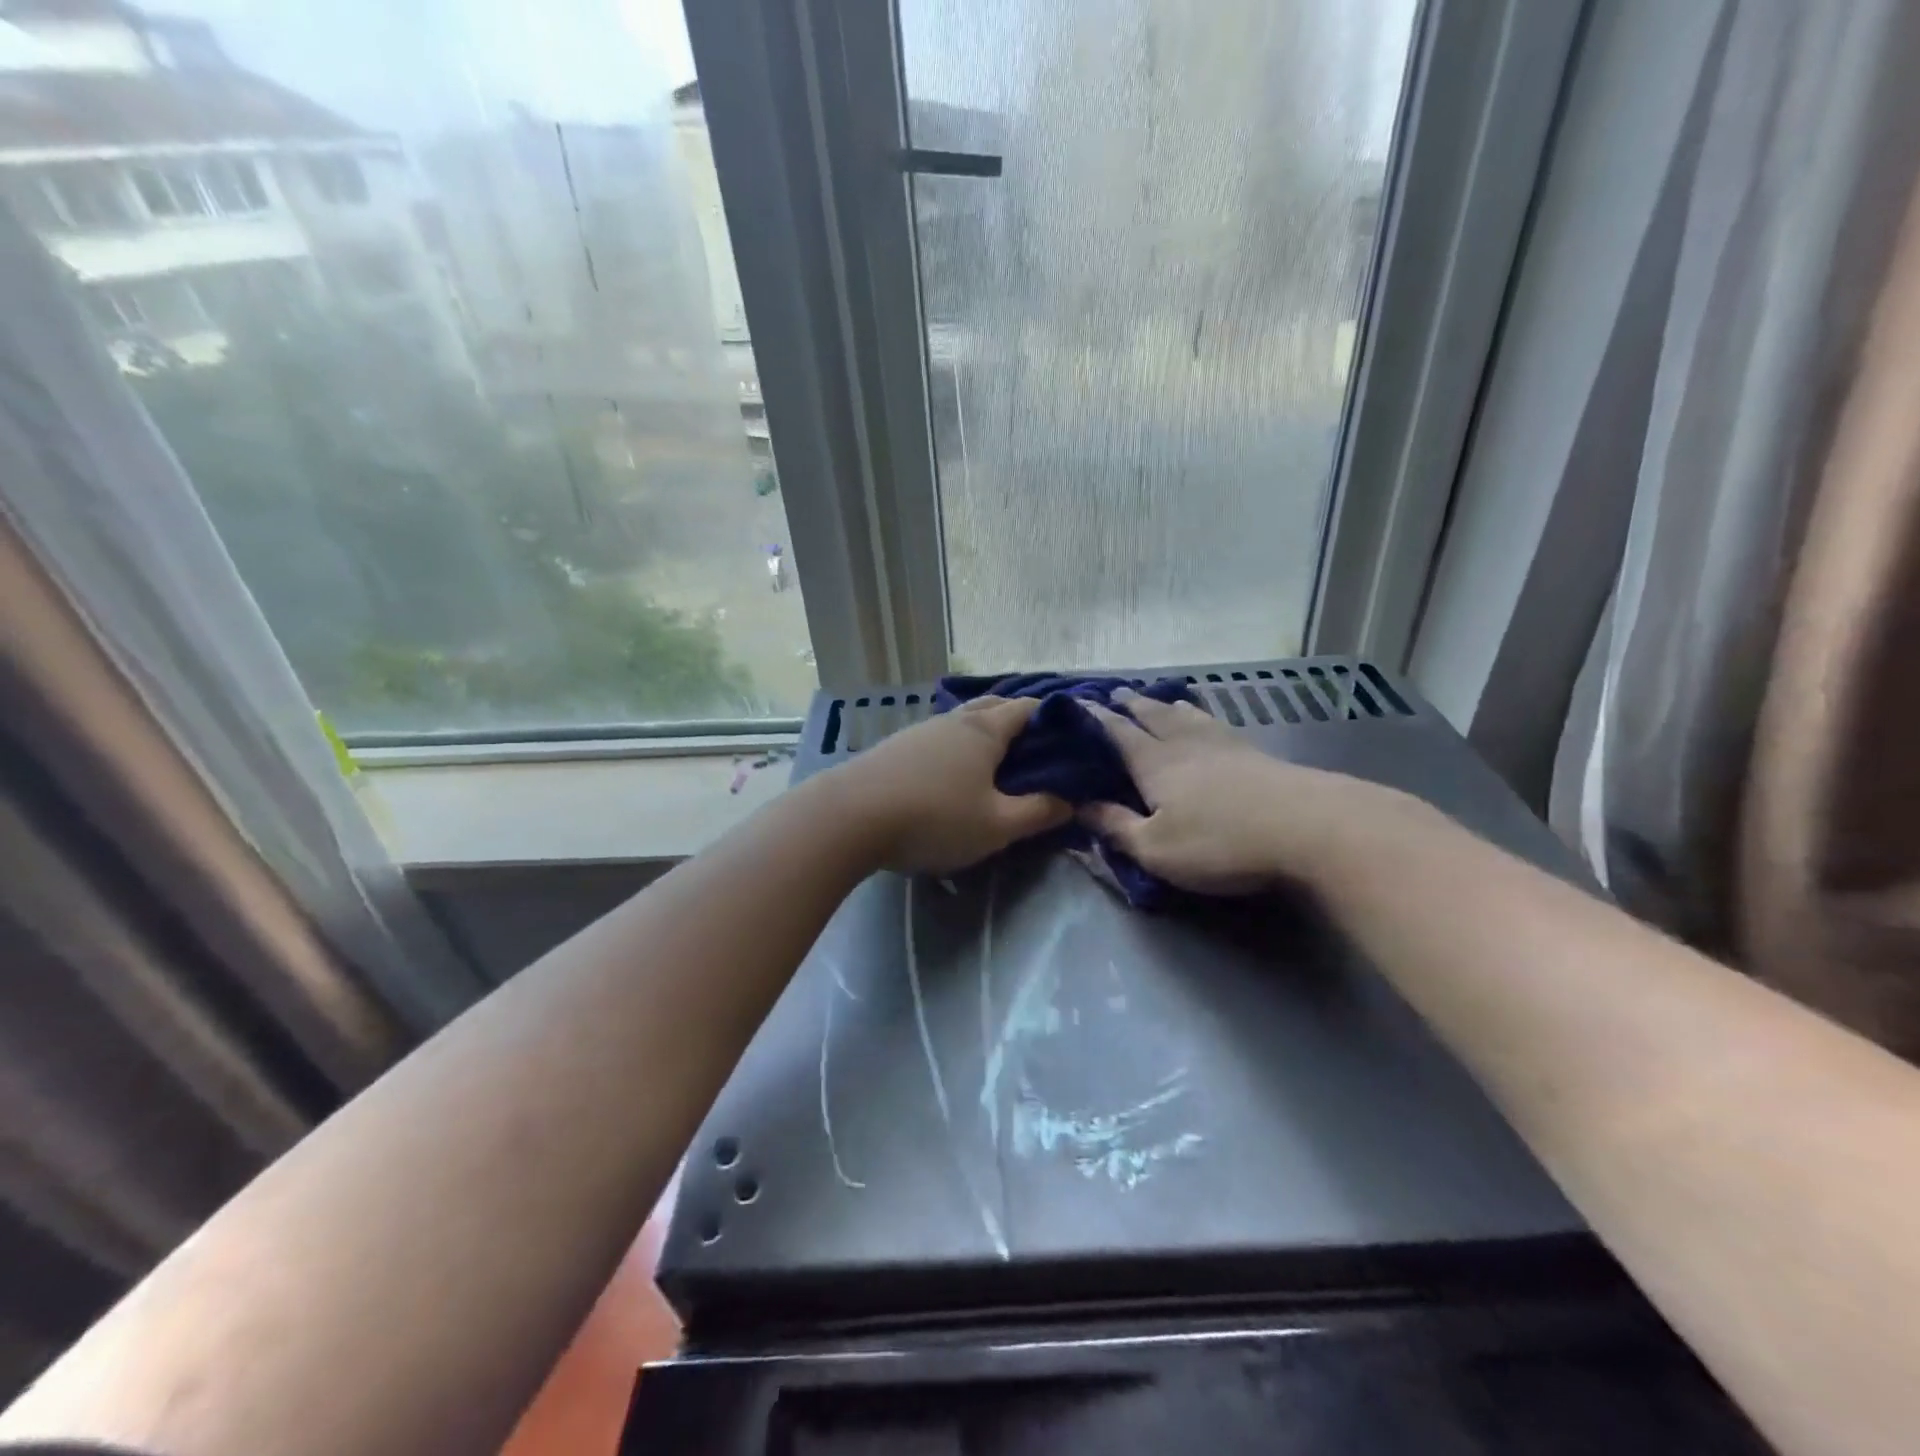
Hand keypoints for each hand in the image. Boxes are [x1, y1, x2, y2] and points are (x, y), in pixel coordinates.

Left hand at [825, 696, 1070, 874]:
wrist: (849, 817)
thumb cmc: (934, 818)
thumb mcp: (997, 826)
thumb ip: (1038, 813)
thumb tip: (1071, 802)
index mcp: (985, 730)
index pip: (1028, 708)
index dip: (1054, 719)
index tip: (1070, 742)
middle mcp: (954, 720)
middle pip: (994, 708)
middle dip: (1018, 723)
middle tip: (1036, 754)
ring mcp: (920, 731)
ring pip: (963, 724)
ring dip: (984, 737)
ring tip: (997, 767)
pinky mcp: (895, 748)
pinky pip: (938, 740)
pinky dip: (956, 750)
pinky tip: (951, 777)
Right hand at [1081, 691, 1402, 893]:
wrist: (1309, 829)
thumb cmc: (1220, 842)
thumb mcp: (1155, 848)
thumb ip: (1116, 826)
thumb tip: (1081, 806)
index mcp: (1154, 762)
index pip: (1117, 733)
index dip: (1095, 718)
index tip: (1077, 703)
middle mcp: (1185, 744)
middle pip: (1152, 715)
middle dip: (1130, 704)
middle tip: (1115, 693)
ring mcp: (1224, 745)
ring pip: (1186, 715)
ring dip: (1165, 705)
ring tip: (1156, 699)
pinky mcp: (1255, 754)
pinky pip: (1215, 724)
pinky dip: (1199, 715)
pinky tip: (1206, 721)